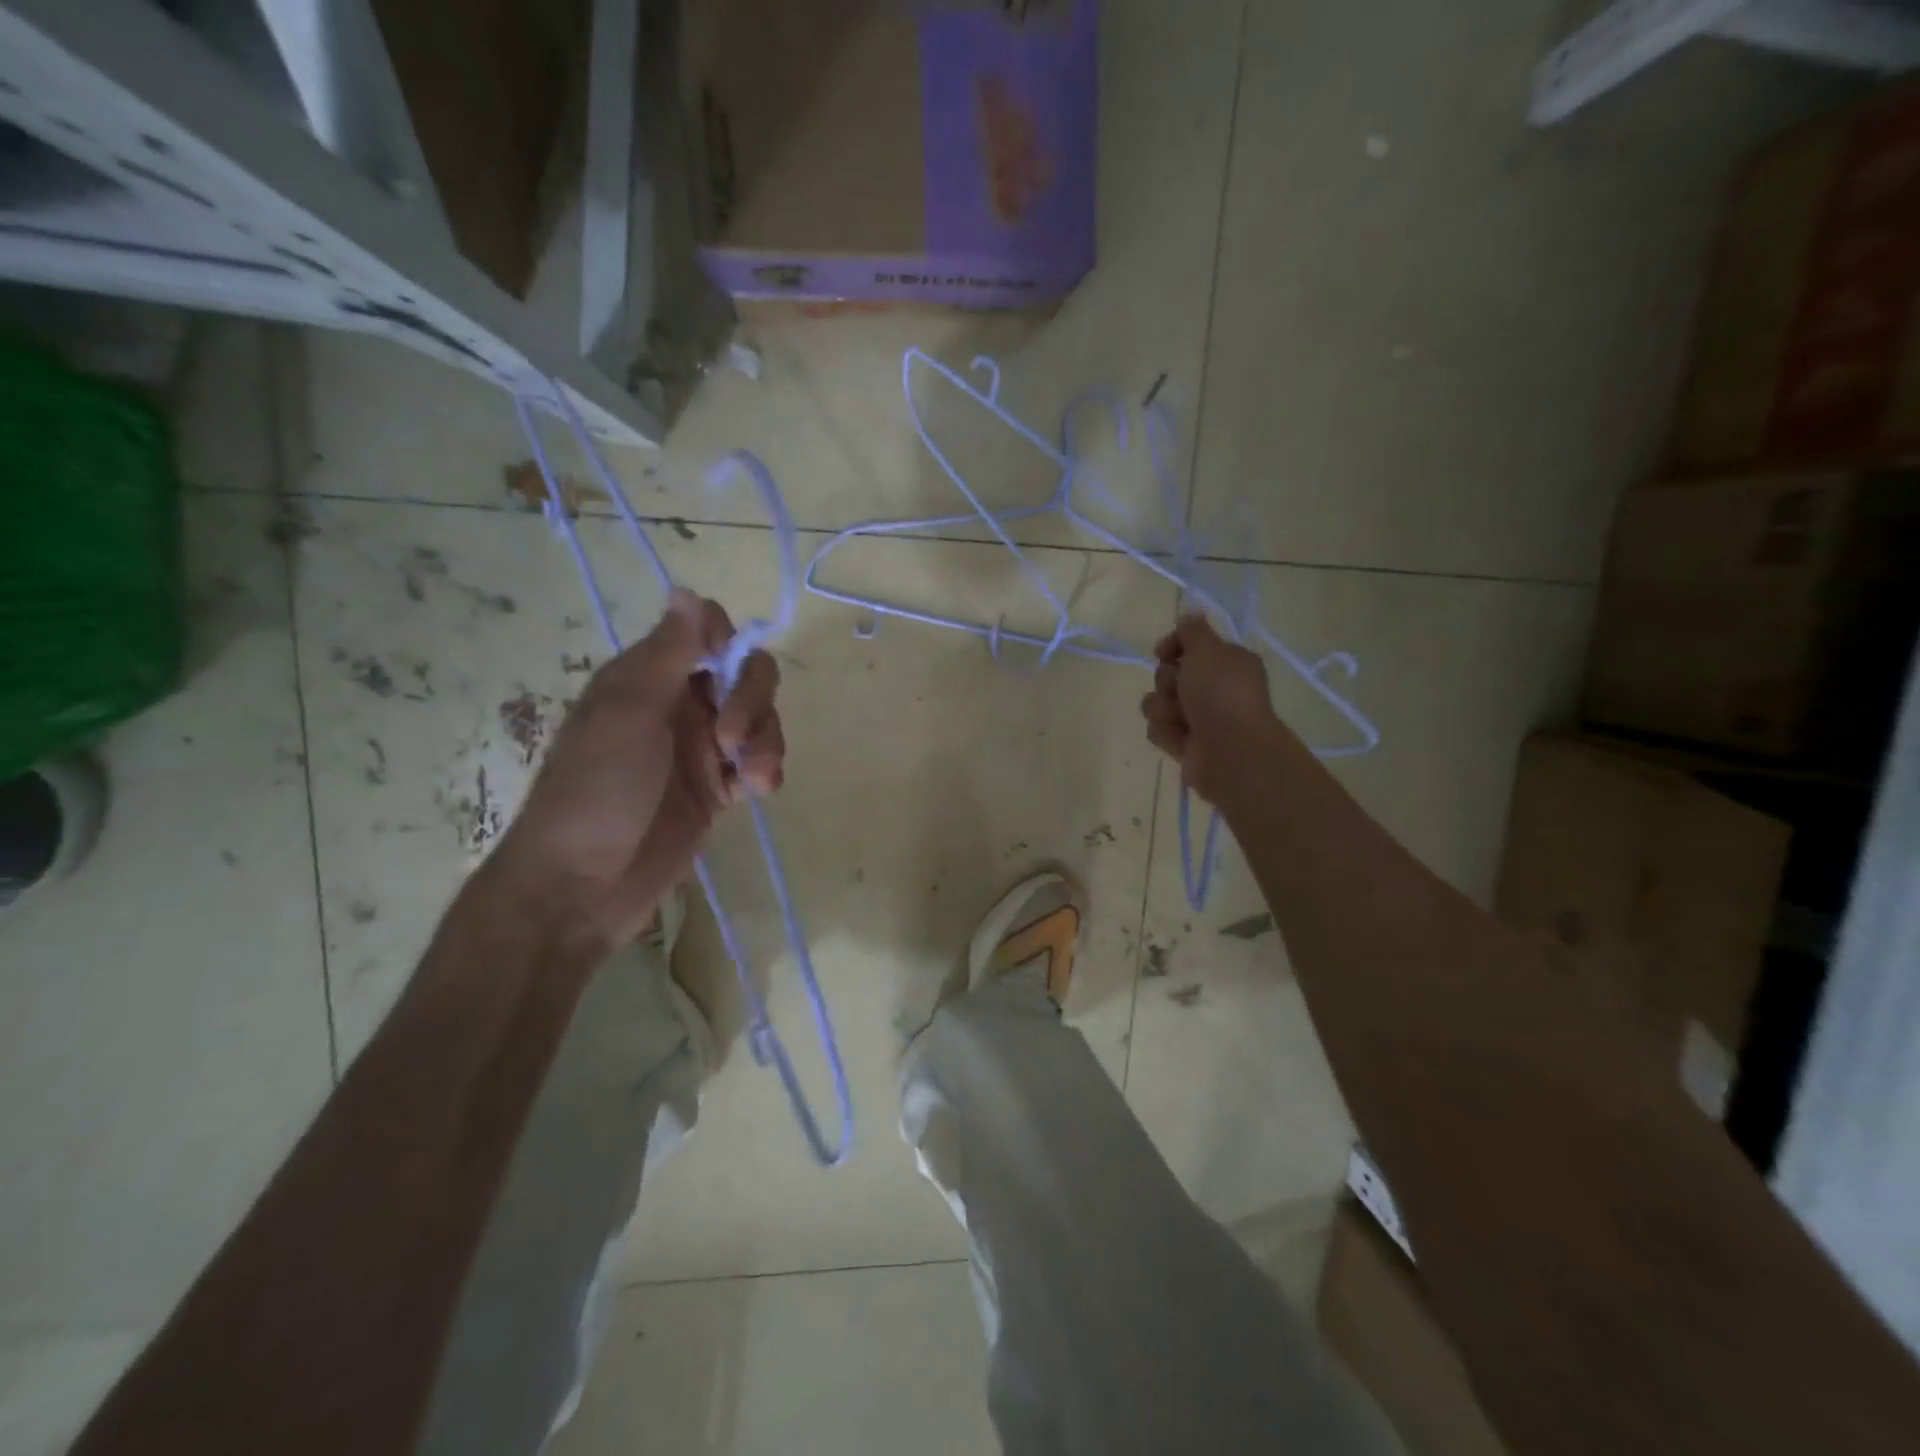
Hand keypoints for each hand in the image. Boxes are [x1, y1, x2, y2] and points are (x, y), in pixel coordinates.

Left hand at [495, 589, 784, 946]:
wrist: (584, 885)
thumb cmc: (597, 790)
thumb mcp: (629, 713)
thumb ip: (667, 653)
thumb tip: (686, 588)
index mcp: (649, 677)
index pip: (705, 632)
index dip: (728, 642)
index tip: (727, 669)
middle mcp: (679, 704)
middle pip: (744, 674)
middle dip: (753, 700)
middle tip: (734, 739)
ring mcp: (701, 749)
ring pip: (758, 720)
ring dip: (766, 741)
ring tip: (755, 778)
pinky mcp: (718, 790)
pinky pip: (758, 763)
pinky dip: (766, 769)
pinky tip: (759, 791)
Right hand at [1140, 614, 1281, 804]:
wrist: (1231, 751)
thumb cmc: (1221, 694)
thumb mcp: (1207, 649)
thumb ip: (1192, 629)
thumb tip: (1190, 609)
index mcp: (1226, 661)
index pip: (1188, 644)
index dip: (1172, 646)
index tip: (1164, 652)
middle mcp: (1213, 687)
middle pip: (1168, 673)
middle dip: (1167, 681)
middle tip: (1182, 690)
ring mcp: (1198, 716)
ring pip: (1158, 702)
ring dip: (1163, 708)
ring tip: (1181, 719)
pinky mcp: (1185, 742)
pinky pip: (1158, 728)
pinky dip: (1166, 732)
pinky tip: (1181, 738)